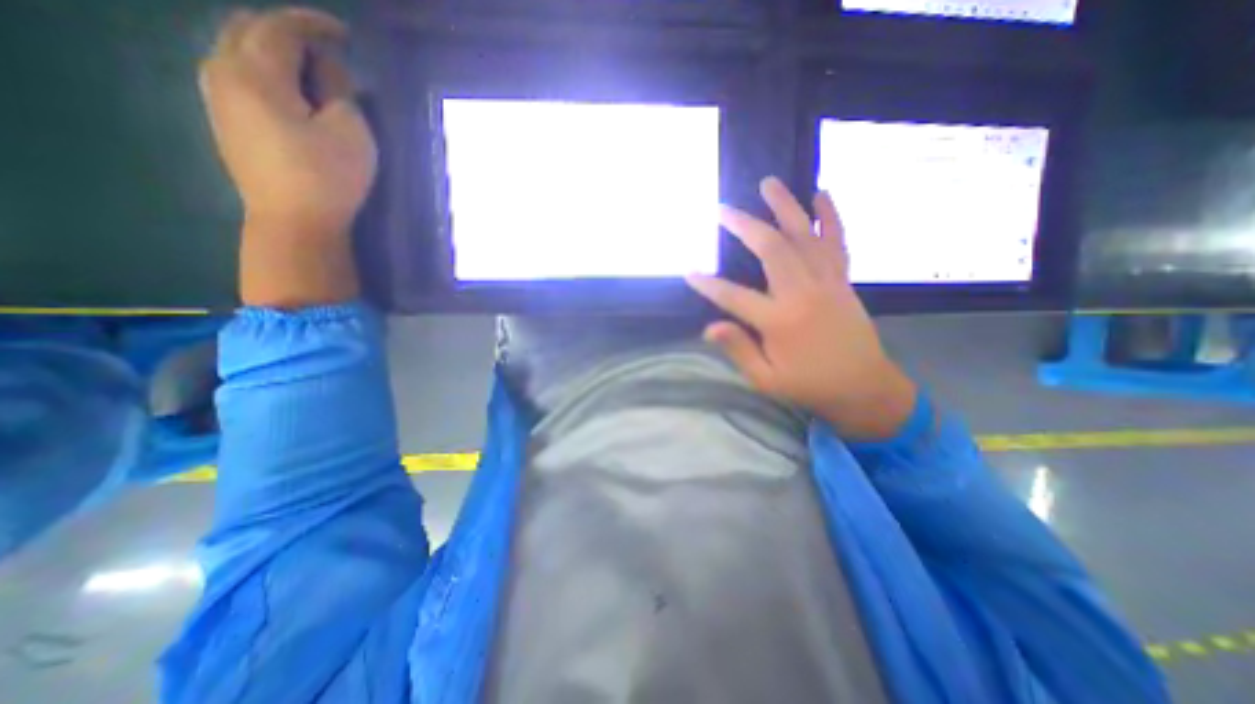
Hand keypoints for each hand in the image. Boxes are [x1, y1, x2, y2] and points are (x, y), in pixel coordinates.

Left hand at [199, 7, 374, 304]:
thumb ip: (339, 91)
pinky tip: (288, 92)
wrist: (294, 222)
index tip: (345, 33)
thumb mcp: (350, 132)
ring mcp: (217, 98)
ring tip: (309, 71)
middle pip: (246, 29)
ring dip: (272, 50)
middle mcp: (223, 72)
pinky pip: (235, 75)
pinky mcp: (223, 121)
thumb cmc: (328, 177)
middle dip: (288, 32)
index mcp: (255, 72)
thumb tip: (328, 71)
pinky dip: (262, 71)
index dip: (314, 24)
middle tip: (327, 52)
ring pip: (235, 50)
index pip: (281, 28)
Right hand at [683, 176, 919, 440]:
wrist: (865, 387)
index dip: (709, 285)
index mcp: (780, 321)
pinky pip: (837, 242)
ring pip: (804, 236)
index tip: (689, 272)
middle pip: (771, 249)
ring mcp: (827, 282)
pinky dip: (830, 216)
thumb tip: (709, 327)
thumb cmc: (810, 386)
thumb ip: (739, 350)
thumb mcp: (766, 380)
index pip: (735, 297)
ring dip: (785, 207)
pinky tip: (821, 194)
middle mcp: (803, 293)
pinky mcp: (842, 280)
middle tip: (723, 209)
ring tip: (768, 183)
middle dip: (744, 226)